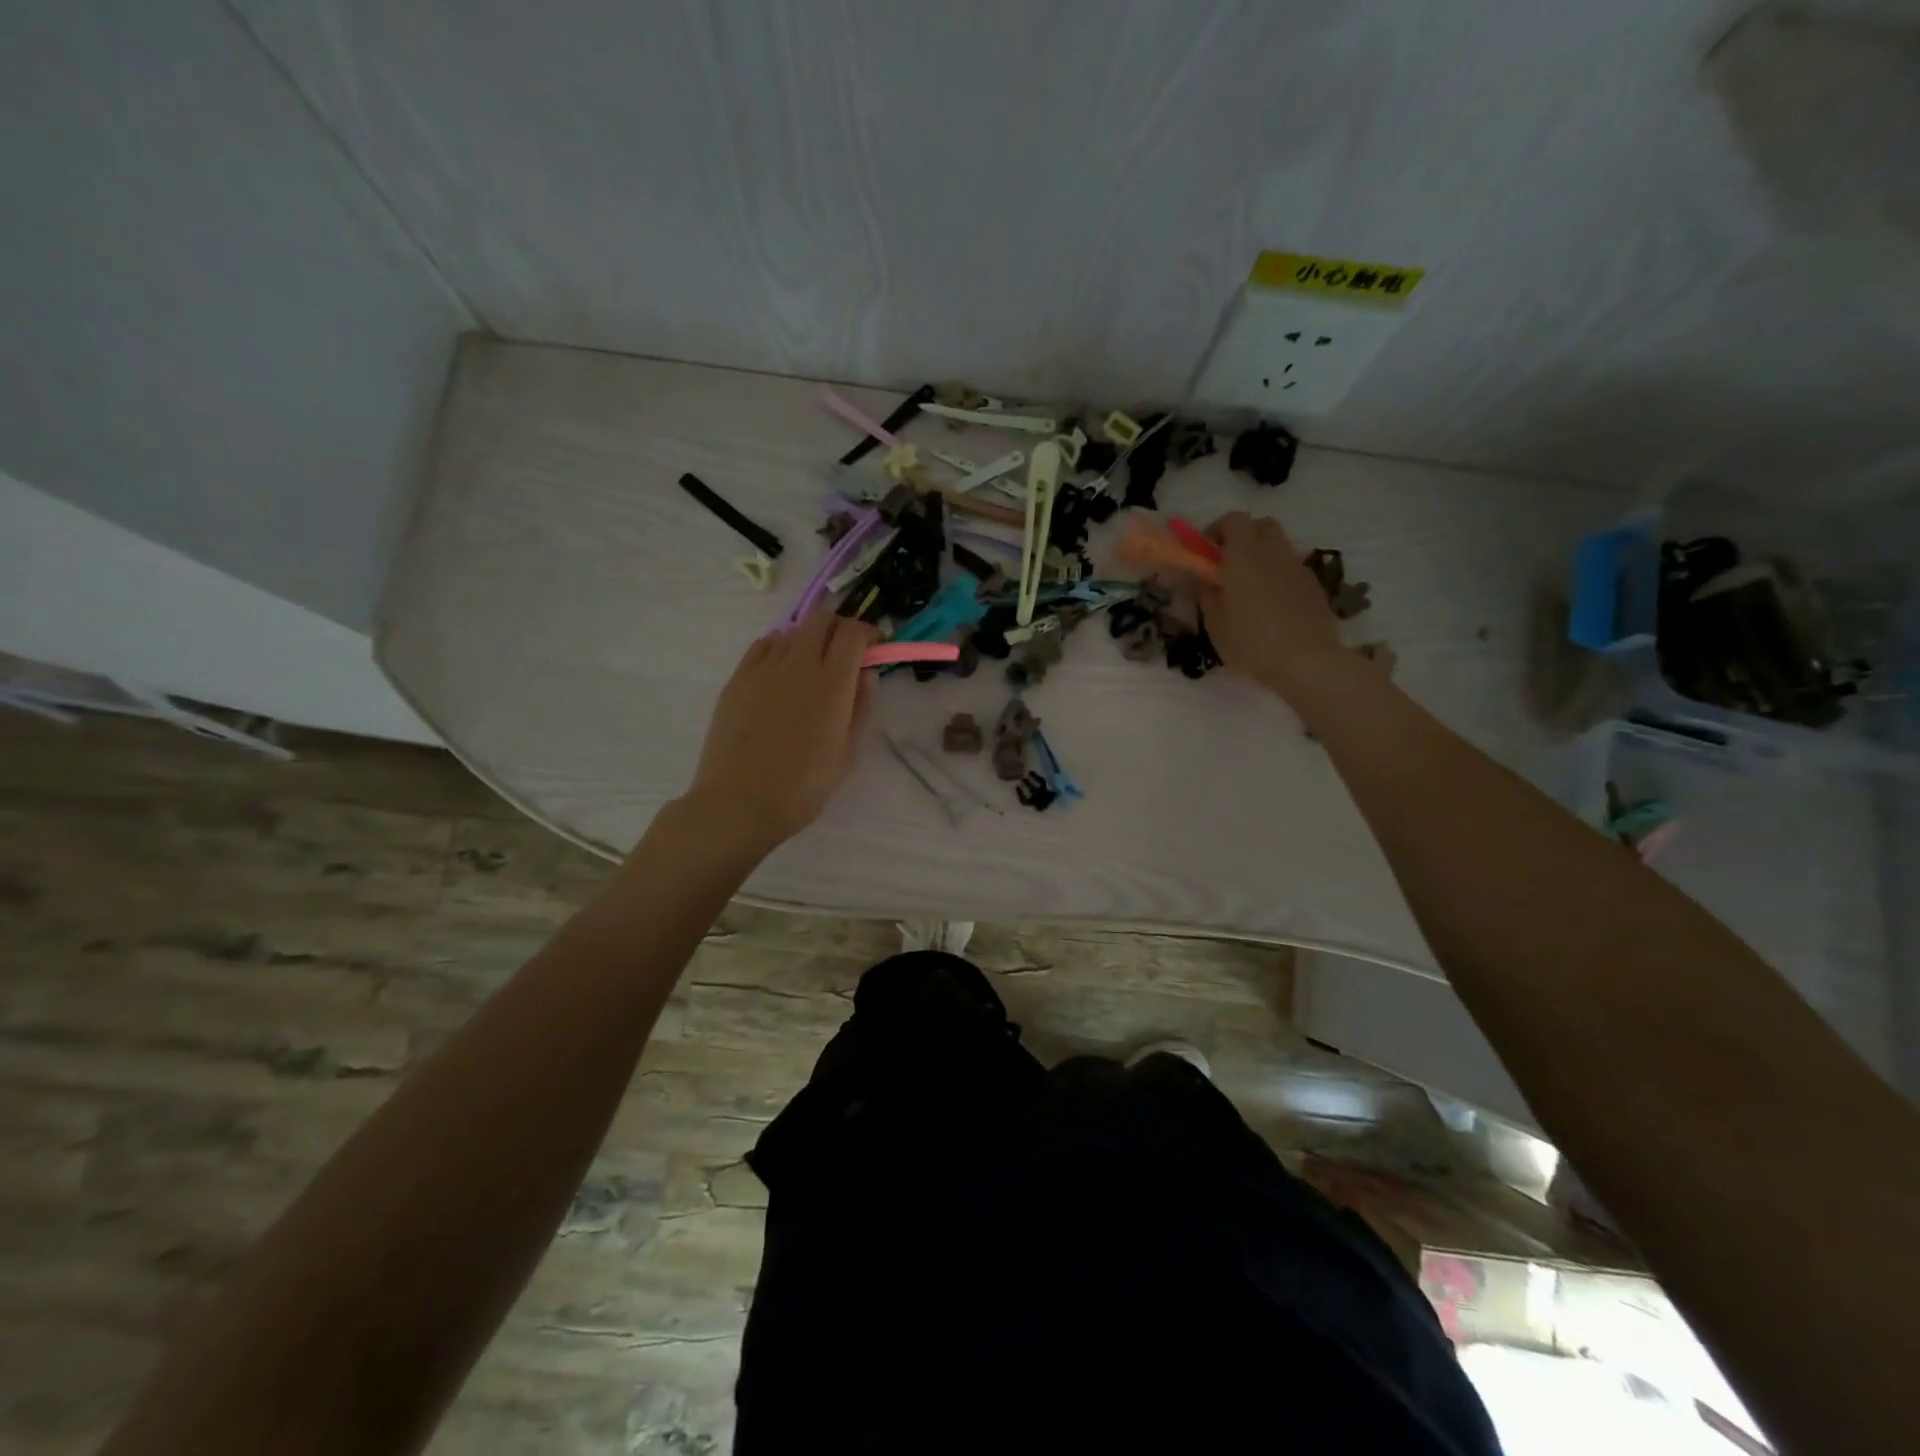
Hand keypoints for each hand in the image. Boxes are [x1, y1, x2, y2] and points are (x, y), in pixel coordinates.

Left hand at [682, 609, 877, 854]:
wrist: (739, 802)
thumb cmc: (802, 787)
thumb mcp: (846, 753)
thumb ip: (860, 707)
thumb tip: (866, 675)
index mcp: (832, 684)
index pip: (852, 633)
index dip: (867, 633)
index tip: (874, 646)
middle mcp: (798, 664)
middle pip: (821, 619)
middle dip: (839, 626)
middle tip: (845, 651)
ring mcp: (763, 668)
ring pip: (792, 631)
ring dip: (809, 639)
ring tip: (811, 666)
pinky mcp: (737, 678)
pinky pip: (763, 646)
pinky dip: (779, 647)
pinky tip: (781, 669)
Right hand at [1197, 511, 1343, 697]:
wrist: (1306, 660)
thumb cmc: (1251, 641)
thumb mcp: (1215, 622)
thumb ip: (1205, 593)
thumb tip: (1202, 579)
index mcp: (1244, 554)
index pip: (1233, 519)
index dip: (1217, 530)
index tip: (1206, 552)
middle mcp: (1273, 551)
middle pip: (1261, 526)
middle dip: (1243, 537)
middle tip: (1227, 565)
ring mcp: (1297, 566)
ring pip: (1278, 546)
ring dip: (1262, 556)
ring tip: (1249, 588)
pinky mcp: (1314, 585)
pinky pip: (1291, 568)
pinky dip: (1278, 575)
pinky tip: (1271, 605)